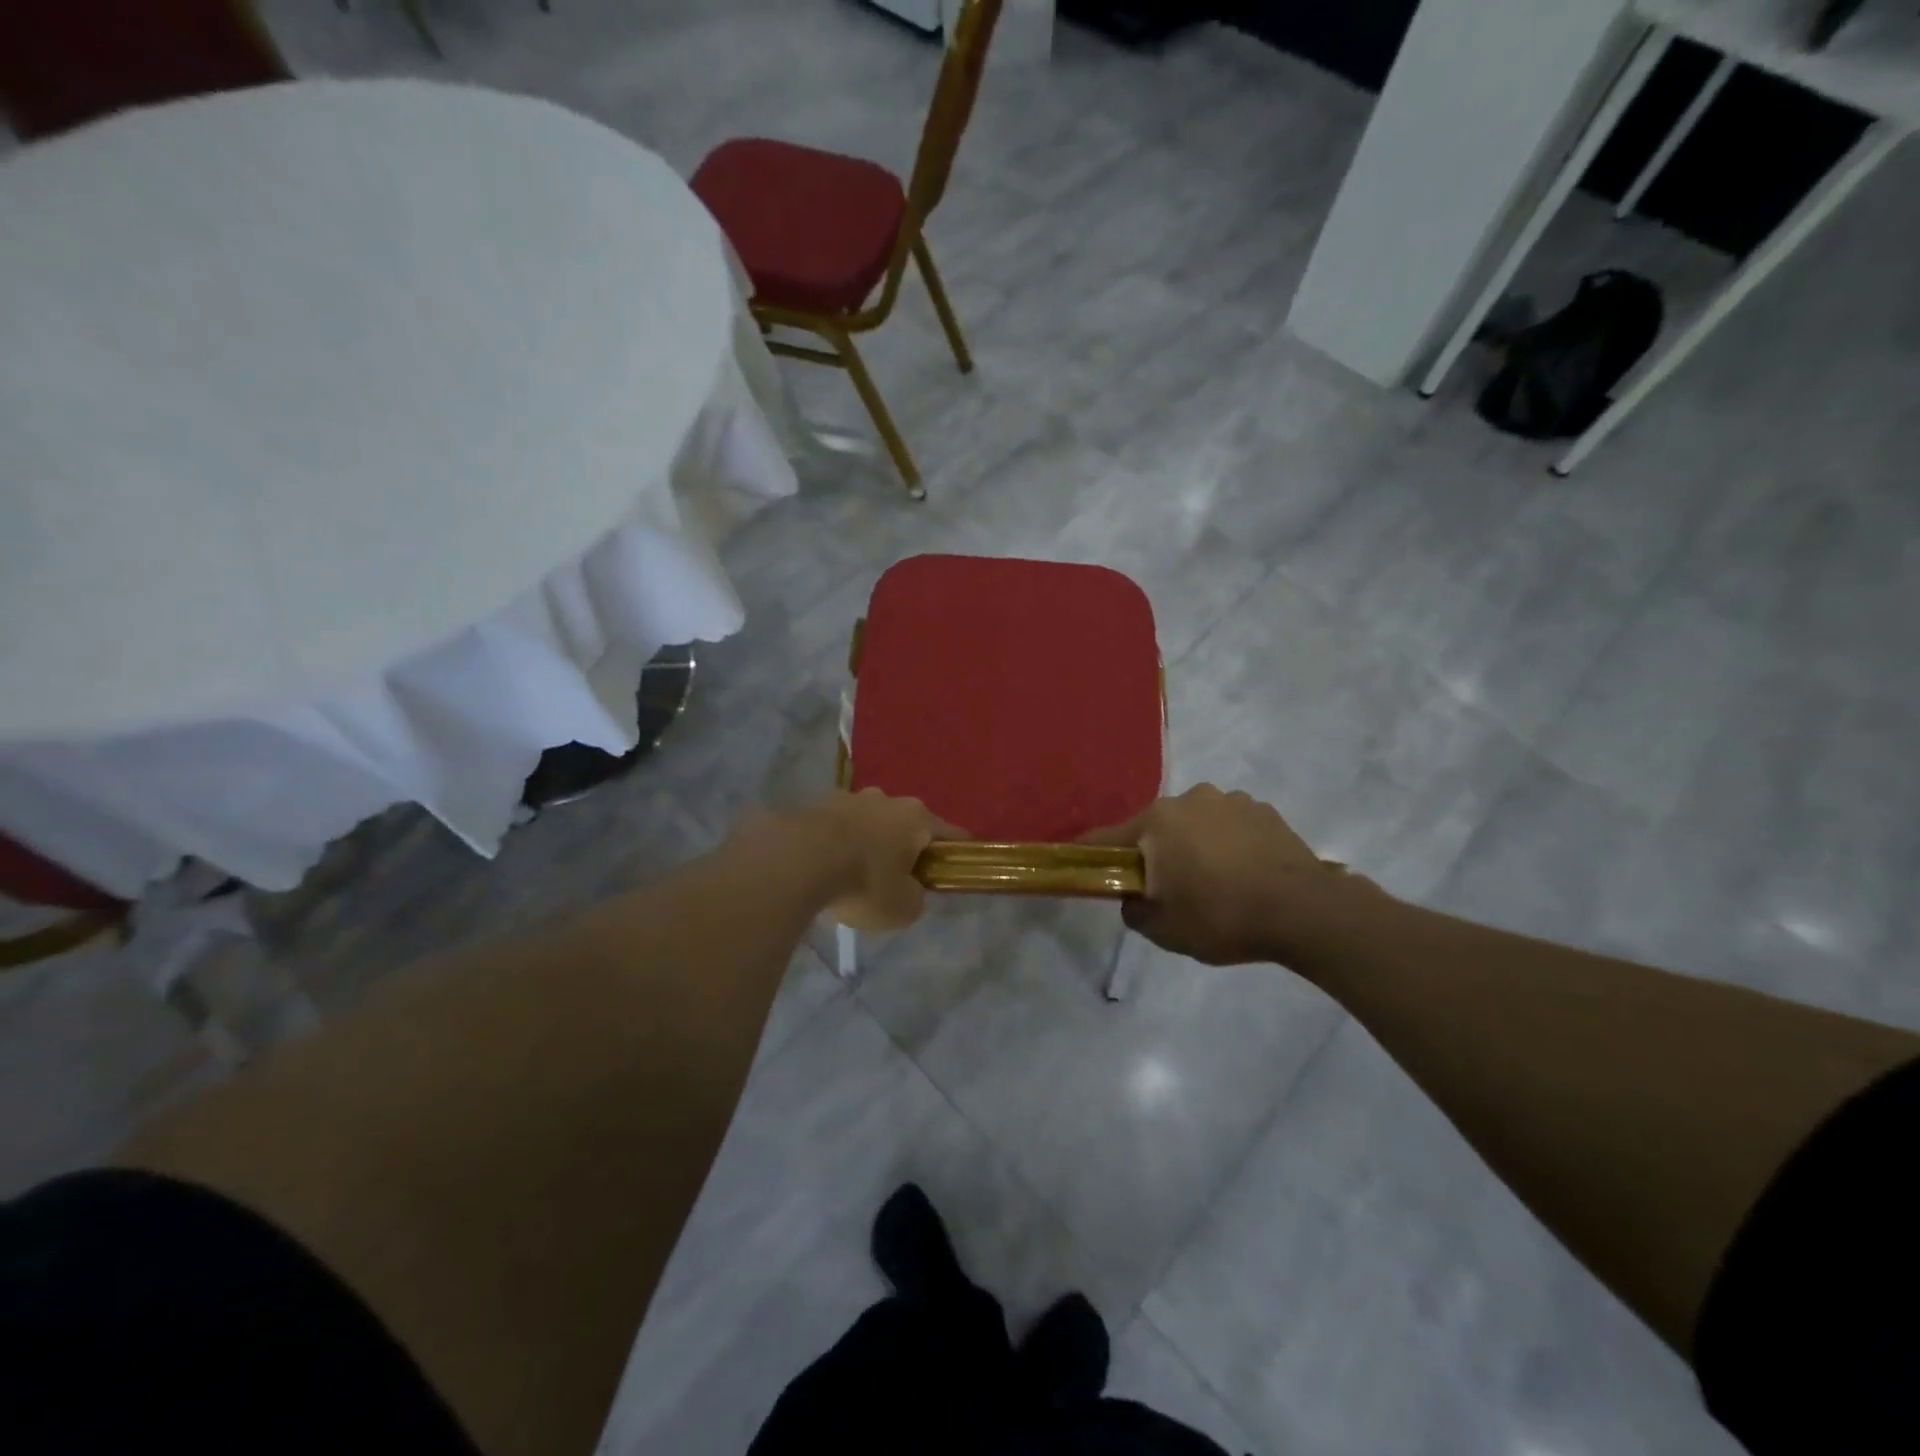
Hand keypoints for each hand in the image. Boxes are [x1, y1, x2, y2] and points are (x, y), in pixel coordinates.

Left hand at [792, 789, 945, 932]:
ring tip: (855, 873)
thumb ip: (915, 897)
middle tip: (898, 878)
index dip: (956, 853)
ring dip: (869, 842)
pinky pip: (838, 827)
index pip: (950, 834)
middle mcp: (887, 799)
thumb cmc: (864, 882)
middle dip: (905, 847)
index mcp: (917, 817)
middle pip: (906, 824)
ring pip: (870, 822)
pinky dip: (839, 843)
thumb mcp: (903, 907)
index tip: (957, 868)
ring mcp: (849, 797)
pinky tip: (828, 867)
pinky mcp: (817, 805)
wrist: (798, 860)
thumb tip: (911, 889)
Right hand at [1087, 784, 1366, 965]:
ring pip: (1194, 824)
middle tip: (1168, 888)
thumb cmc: (1222, 917)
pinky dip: (1227, 844)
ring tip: (1215, 881)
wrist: (1305, 911)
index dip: (1091, 854)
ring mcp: (1229, 800)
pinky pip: (1229, 825)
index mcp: (1157, 821)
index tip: (1084, 866)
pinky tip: (1244, 873)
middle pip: (1155, 828)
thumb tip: (1133, 896)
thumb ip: (1134, 909)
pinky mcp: (1263, 809)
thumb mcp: (1164, 930)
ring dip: (1194, 845)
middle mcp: (1188, 799)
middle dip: (1155, 852)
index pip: (1107, 837)